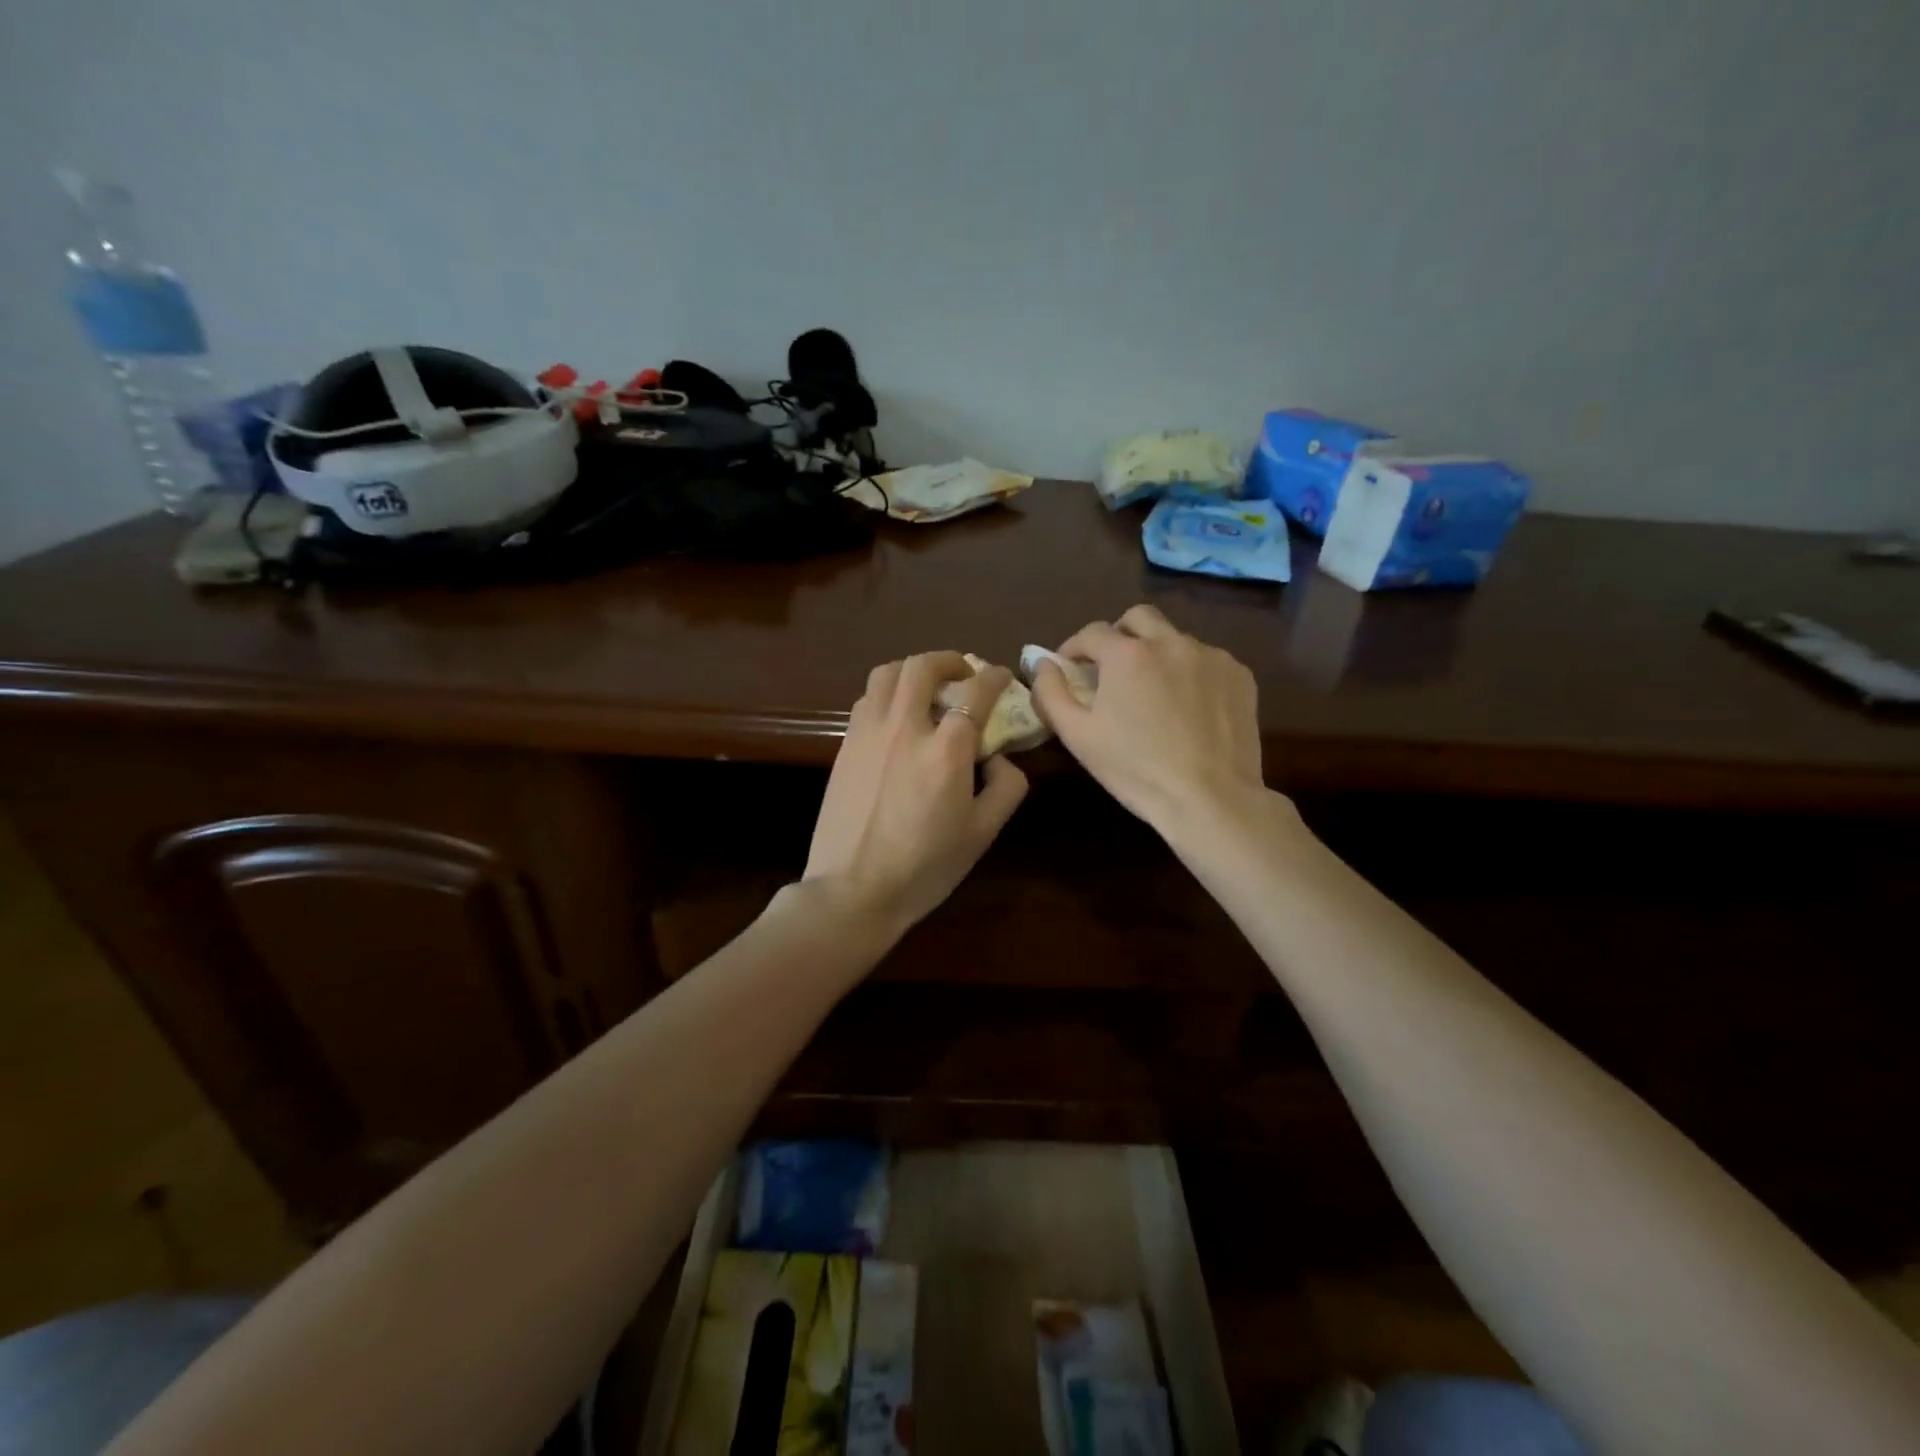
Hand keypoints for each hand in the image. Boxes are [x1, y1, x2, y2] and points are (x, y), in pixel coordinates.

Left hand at [804, 651, 1028, 936]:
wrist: (853, 890)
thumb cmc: (925, 867)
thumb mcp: (983, 833)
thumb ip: (1006, 787)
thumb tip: (999, 757)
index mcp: (947, 749)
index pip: (976, 691)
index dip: (995, 677)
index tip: (1003, 678)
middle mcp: (905, 727)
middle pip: (923, 667)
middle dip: (949, 660)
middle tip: (963, 673)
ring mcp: (868, 733)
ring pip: (887, 674)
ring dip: (913, 670)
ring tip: (926, 686)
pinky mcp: (845, 745)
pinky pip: (866, 699)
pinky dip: (887, 693)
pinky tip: (896, 717)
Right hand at [1029, 604, 1265, 833]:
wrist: (1210, 798)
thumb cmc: (1136, 770)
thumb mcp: (1077, 736)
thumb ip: (1051, 692)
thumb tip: (1044, 664)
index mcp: (1127, 654)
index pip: (1091, 633)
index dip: (1074, 647)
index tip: (1070, 667)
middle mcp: (1170, 642)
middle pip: (1138, 618)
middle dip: (1119, 635)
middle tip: (1112, 668)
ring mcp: (1210, 655)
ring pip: (1175, 639)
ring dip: (1157, 654)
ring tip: (1154, 692)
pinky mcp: (1239, 674)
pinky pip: (1206, 660)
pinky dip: (1190, 673)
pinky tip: (1188, 707)